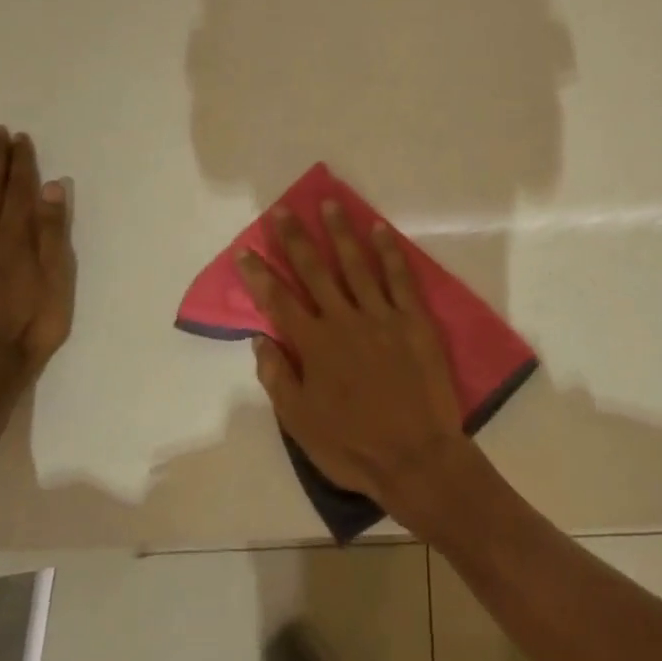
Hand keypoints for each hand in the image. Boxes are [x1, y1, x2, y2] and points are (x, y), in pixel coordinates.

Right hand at [241, 202, 471, 525]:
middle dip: (296, 239)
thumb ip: (277, 377)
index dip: (259, 274)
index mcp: (314, 345)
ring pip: (356, 264)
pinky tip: (380, 229)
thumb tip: (259, 338)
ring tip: (329, 203)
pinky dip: (389, 252)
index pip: (279, 301)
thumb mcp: (300, 423)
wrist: (416, 456)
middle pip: (315, 271)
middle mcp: (344, 320)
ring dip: (340, 233)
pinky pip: (400, 277)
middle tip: (283, 210)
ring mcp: (381, 315)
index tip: (245, 250)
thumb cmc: (353, 445)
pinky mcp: (413, 319)